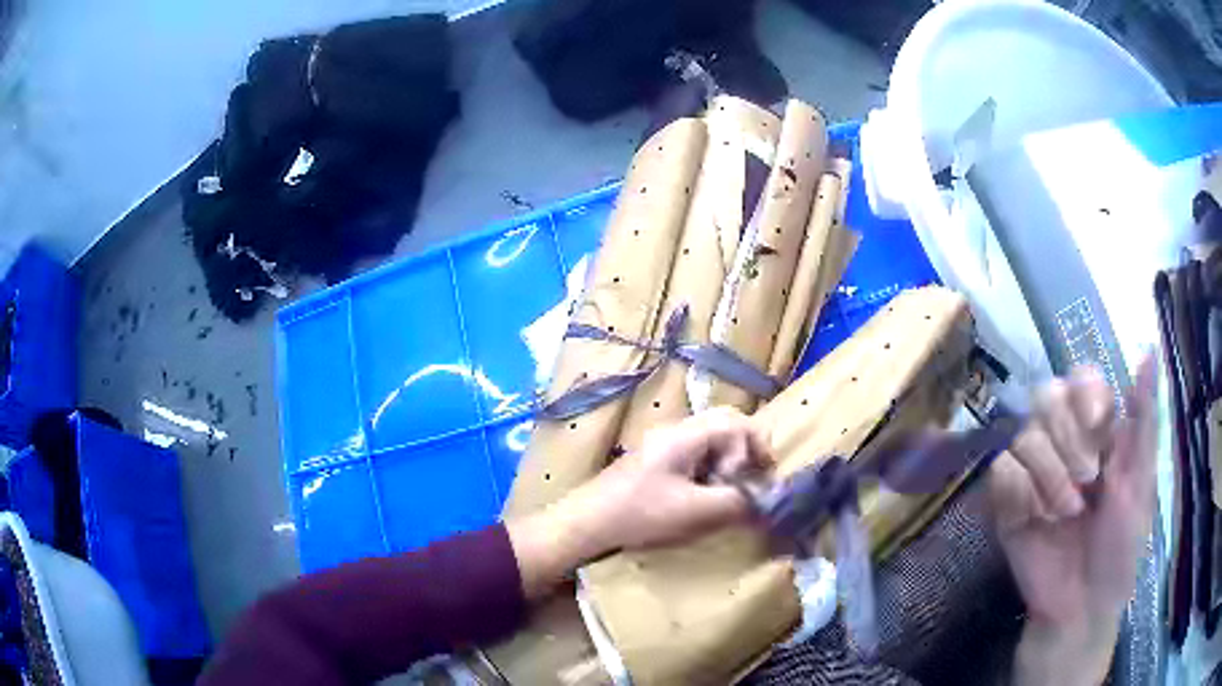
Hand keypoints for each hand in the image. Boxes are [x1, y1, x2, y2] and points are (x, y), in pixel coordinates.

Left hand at [507, 408, 768, 597]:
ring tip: (726, 495)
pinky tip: (703, 500)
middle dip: (744, 453)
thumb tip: (765, 499)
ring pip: (710, 443)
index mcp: (686, 435)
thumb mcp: (696, 512)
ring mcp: (663, 446)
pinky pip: (694, 458)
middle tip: (750, 482)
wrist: (586, 524)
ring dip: (727, 465)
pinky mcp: (655, 464)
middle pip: (724, 427)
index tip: (762, 476)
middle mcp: (675, 432)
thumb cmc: (640, 515)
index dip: (757, 446)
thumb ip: (736, 502)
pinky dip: (709, 473)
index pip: (736, 421)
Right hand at [988, 355, 1157, 684]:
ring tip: (1065, 513)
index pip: (1080, 377)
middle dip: (1067, 439)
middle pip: (1046, 396)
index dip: (1085, 395)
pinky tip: (1036, 520)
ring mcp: (1034, 473)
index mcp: (1099, 431)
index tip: (1099, 427)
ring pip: (1023, 435)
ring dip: (1049, 476)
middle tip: (1087, 480)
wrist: (1080, 608)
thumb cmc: (1121, 547)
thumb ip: (1145, 419)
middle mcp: (1064, 442)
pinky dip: (1021, 495)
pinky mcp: (1006, 503)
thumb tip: (1149, 350)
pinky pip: (1001, 473)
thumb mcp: (1143, 483)